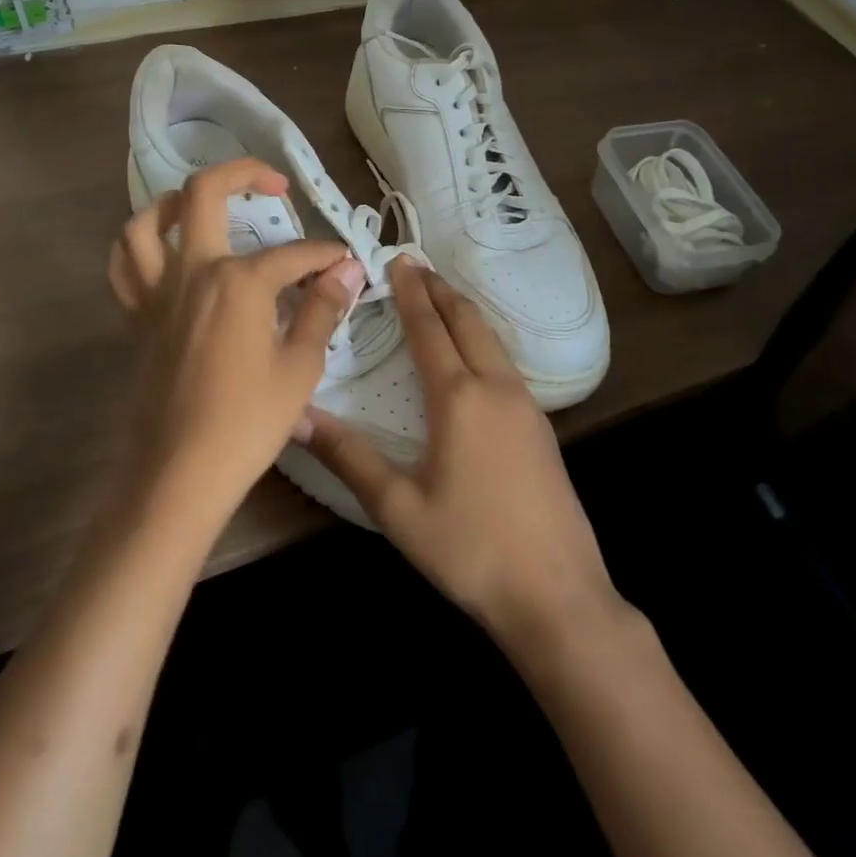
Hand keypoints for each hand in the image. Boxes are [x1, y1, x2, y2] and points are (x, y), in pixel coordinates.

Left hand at [107, 157, 366, 530]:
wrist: (178, 475)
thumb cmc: (246, 423)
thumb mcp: (299, 366)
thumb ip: (322, 309)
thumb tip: (346, 270)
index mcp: (238, 281)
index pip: (294, 254)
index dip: (326, 255)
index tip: (346, 262)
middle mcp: (192, 271)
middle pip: (204, 193)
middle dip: (244, 174)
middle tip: (275, 185)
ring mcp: (156, 292)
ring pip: (145, 222)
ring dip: (175, 202)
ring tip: (204, 208)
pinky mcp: (136, 318)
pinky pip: (124, 266)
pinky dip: (140, 247)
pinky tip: (164, 255)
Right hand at [297, 262, 624, 660]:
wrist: (558, 596)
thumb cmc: (470, 550)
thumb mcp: (398, 508)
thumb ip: (348, 457)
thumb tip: (298, 416)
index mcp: (459, 398)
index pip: (429, 328)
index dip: (411, 293)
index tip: (397, 260)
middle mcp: (496, 387)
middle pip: (467, 321)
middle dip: (439, 290)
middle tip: (416, 266)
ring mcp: (526, 405)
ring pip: (491, 338)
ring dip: (463, 311)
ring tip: (441, 296)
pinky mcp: (541, 426)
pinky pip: (505, 360)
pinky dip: (481, 337)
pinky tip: (474, 353)